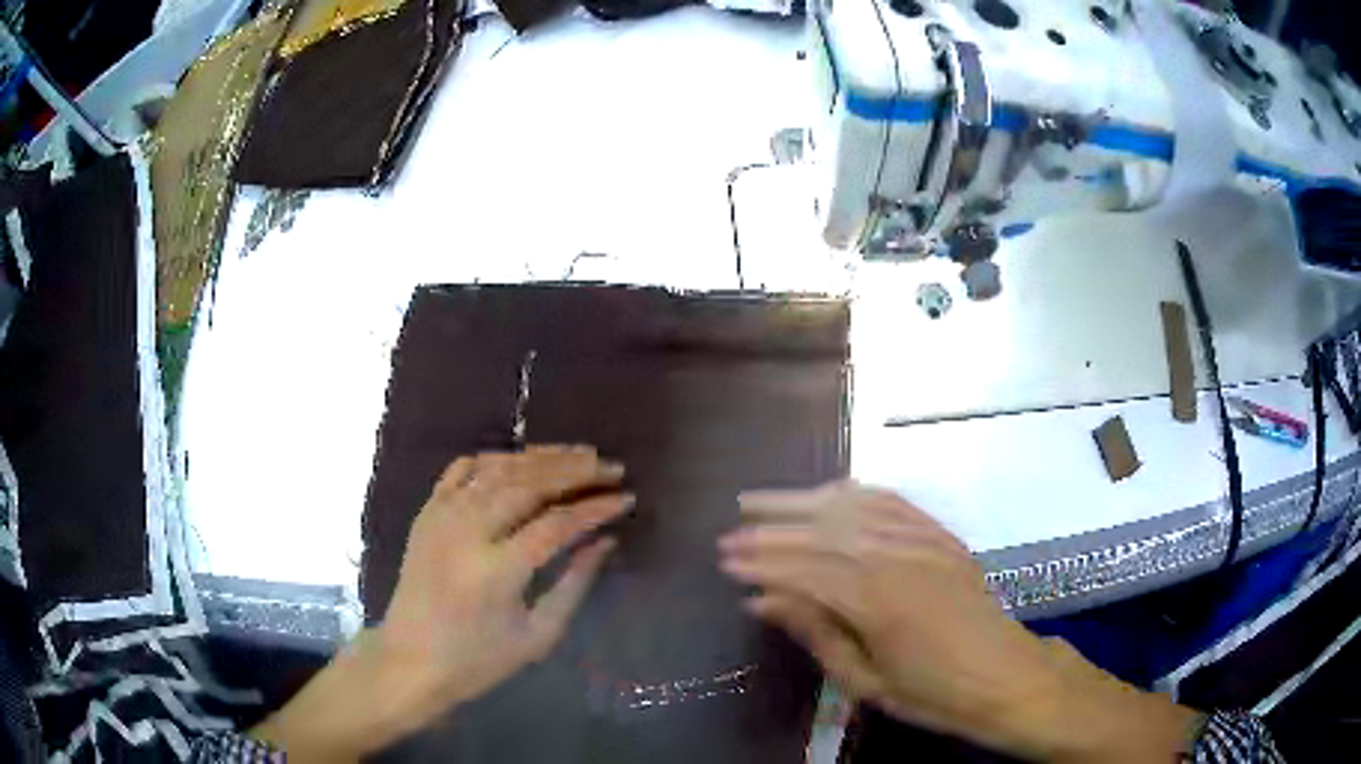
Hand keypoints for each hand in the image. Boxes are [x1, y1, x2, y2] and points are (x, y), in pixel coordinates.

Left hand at [252, 446, 630, 761]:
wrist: (410, 660)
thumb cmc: (478, 660)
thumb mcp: (538, 636)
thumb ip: (574, 584)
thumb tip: (606, 541)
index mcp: (496, 570)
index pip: (557, 523)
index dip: (595, 508)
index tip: (626, 498)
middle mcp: (467, 532)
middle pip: (529, 484)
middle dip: (576, 471)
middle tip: (611, 467)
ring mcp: (442, 516)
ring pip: (498, 468)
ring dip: (542, 457)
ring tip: (579, 454)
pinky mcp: (427, 512)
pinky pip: (462, 469)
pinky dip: (495, 458)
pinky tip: (521, 461)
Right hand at [718, 482, 1199, 761]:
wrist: (1003, 675)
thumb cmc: (932, 693)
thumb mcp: (865, 681)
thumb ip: (817, 633)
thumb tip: (764, 600)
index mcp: (877, 599)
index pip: (803, 569)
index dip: (761, 562)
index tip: (724, 560)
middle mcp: (897, 556)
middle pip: (822, 529)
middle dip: (771, 526)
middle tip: (731, 527)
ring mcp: (922, 538)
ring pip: (852, 506)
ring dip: (804, 501)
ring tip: (763, 502)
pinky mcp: (940, 534)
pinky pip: (891, 501)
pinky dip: (854, 492)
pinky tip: (831, 492)